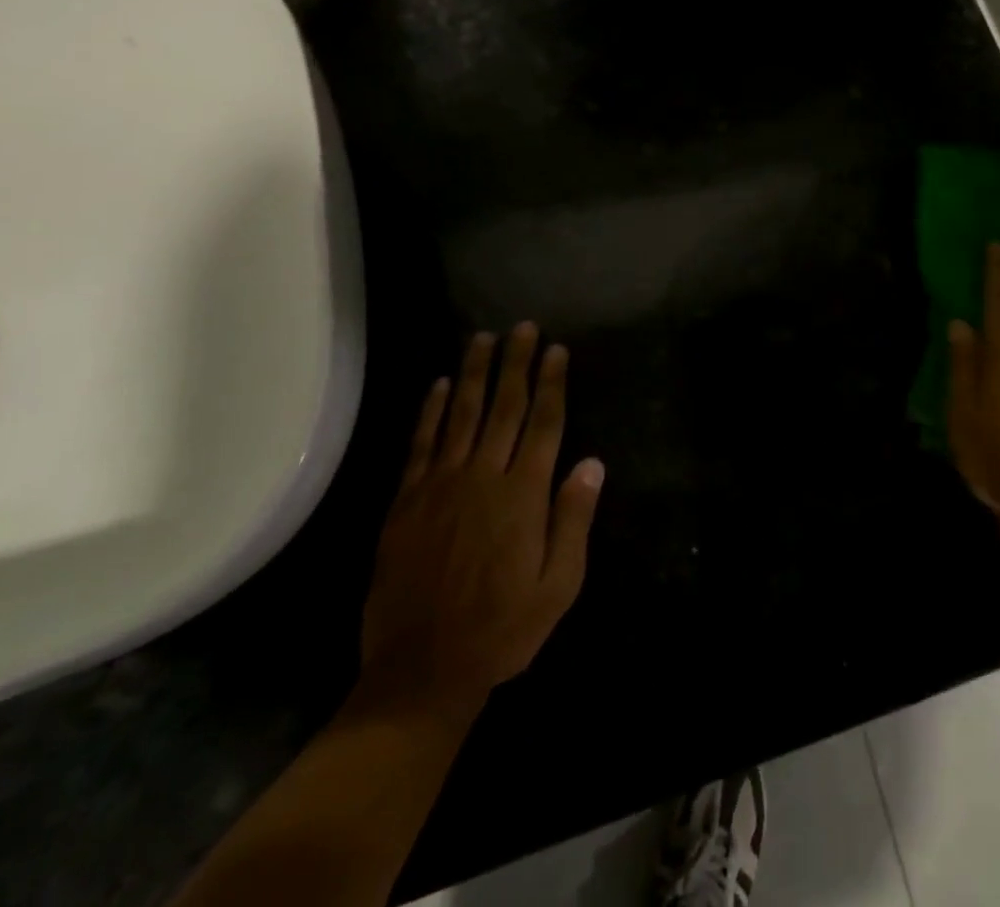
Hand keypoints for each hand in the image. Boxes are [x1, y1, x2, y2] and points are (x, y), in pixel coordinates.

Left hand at [359, 325, 604, 728]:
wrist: (421, 672)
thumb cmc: (502, 629)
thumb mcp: (558, 586)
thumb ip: (573, 520)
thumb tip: (592, 463)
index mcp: (523, 495)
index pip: (544, 423)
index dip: (552, 383)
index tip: (557, 349)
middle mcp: (482, 477)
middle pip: (504, 407)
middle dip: (516, 363)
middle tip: (523, 327)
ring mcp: (440, 486)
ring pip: (460, 415)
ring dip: (473, 373)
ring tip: (482, 338)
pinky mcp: (407, 502)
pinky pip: (420, 444)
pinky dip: (429, 412)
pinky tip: (436, 386)